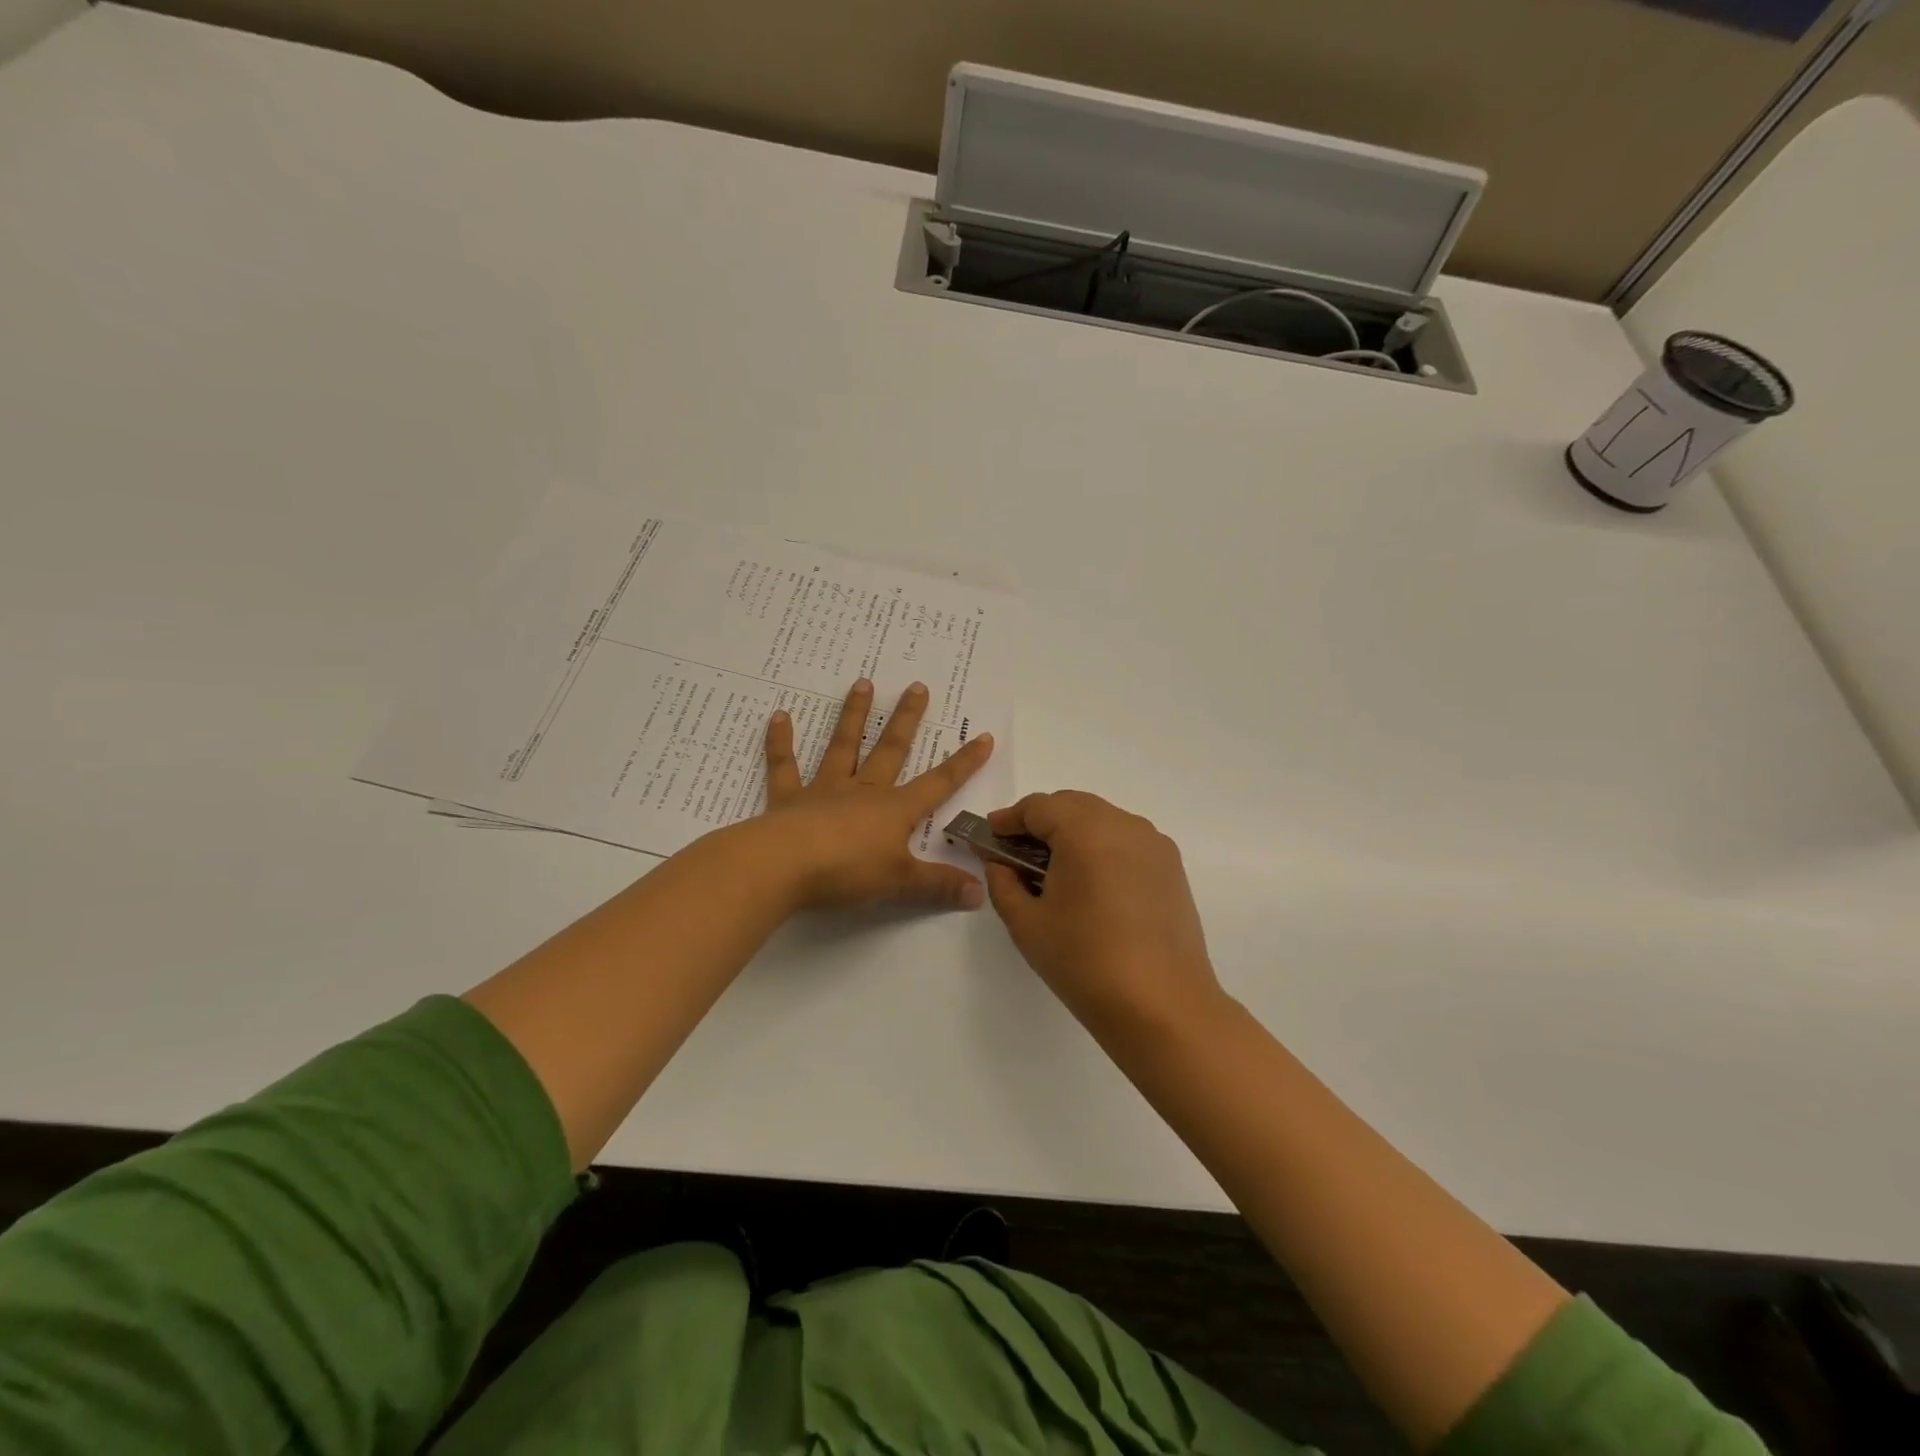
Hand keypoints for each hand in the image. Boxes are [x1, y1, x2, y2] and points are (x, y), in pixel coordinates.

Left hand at [758, 679, 993, 911]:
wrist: (784, 866)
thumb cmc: (847, 871)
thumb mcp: (900, 883)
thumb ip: (939, 885)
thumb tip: (981, 894)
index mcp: (894, 809)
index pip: (939, 783)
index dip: (964, 763)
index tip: (983, 736)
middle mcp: (864, 790)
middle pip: (891, 750)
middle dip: (907, 719)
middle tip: (917, 686)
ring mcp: (825, 790)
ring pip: (844, 746)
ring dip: (854, 715)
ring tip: (862, 683)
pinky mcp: (789, 798)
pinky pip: (785, 765)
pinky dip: (781, 742)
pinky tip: (779, 716)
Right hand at [979, 791, 1227, 1037]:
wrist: (1163, 1006)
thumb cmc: (1086, 963)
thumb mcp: (1027, 924)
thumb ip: (1004, 883)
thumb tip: (1000, 863)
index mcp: (1086, 831)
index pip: (1039, 807)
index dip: (1009, 819)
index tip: (990, 836)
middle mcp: (1124, 825)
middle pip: (1072, 805)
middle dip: (1041, 822)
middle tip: (1016, 852)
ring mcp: (1154, 844)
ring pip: (1102, 820)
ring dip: (1072, 832)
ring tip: (1052, 869)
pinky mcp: (1171, 867)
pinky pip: (1126, 840)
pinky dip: (1101, 847)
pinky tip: (1089, 883)